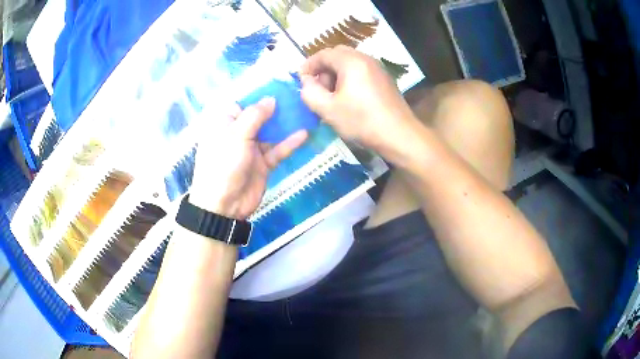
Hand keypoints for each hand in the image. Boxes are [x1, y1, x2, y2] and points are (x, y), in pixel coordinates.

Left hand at [189, 98, 307, 219]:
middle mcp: (238, 133)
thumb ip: (255, 115)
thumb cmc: (224, 163)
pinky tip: (304, 134)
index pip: (242, 103)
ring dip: (285, 124)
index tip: (278, 85)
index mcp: (225, 124)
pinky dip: (289, 143)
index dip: (258, 94)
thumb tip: (270, 99)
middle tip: (296, 96)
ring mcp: (251, 149)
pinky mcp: (263, 164)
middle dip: (276, 107)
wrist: (224, 205)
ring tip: (304, 111)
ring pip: (270, 132)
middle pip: (259, 116)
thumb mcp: (236, 135)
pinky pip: (277, 150)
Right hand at [299, 46, 419, 154]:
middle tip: (317, 88)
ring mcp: (378, 68)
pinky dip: (349, 78)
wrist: (399, 135)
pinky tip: (349, 98)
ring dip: (336, 74)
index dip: (308, 65)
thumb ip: (309, 92)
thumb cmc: (361, 121)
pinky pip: (361, 71)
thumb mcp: (328, 109)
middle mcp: (365, 58)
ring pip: (350, 63)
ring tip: (332, 96)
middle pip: (337, 55)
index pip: (323, 54)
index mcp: (351, 61)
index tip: (300, 80)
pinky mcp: (385, 79)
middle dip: (323, 69)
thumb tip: (306, 81)